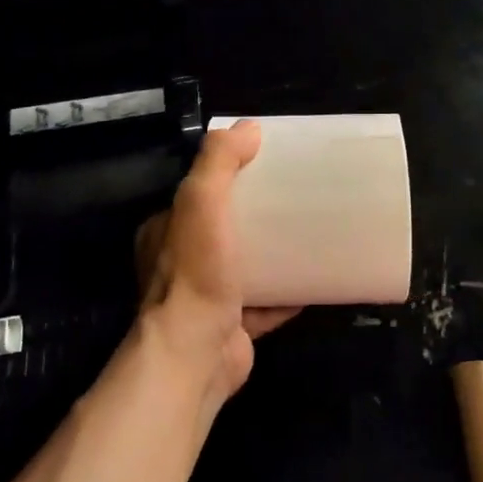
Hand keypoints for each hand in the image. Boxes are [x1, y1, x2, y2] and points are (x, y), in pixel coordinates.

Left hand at [135, 121, 299, 404]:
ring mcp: (208, 298)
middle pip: (224, 229)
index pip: (196, 193)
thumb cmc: (196, 272)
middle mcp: (181, 264)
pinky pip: (266, 304)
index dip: (226, 177)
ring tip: (309, 233)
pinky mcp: (234, 326)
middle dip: (255, 216)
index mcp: (166, 231)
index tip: (263, 166)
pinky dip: (288, 292)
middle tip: (293, 199)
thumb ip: (219, 162)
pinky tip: (316, 278)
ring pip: (246, 266)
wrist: (197, 354)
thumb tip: (248, 127)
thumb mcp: (201, 201)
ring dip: (272, 253)